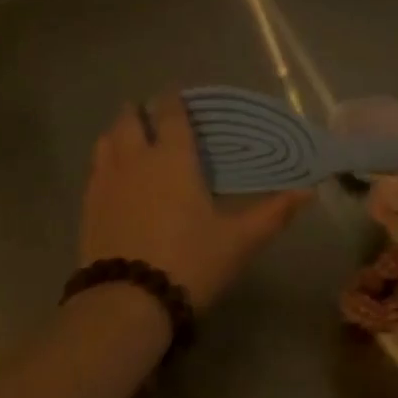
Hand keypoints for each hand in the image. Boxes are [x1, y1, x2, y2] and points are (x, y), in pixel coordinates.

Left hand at [80, 93, 311, 312]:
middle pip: (130, 119)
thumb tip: (310, 191)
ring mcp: (106, 181)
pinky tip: (113, 177)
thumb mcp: (239, 241)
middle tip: (153, 115)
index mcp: (173, 157)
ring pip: (106, 139)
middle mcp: (136, 158)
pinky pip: (95, 168)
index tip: (177, 94)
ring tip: (130, 139)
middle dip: (141, 111)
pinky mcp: (87, 205)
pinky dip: (105, 160)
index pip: (170, 113)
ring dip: (119, 132)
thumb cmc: (189, 262)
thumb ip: (273, 213)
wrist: (126, 303)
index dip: (173, 99)